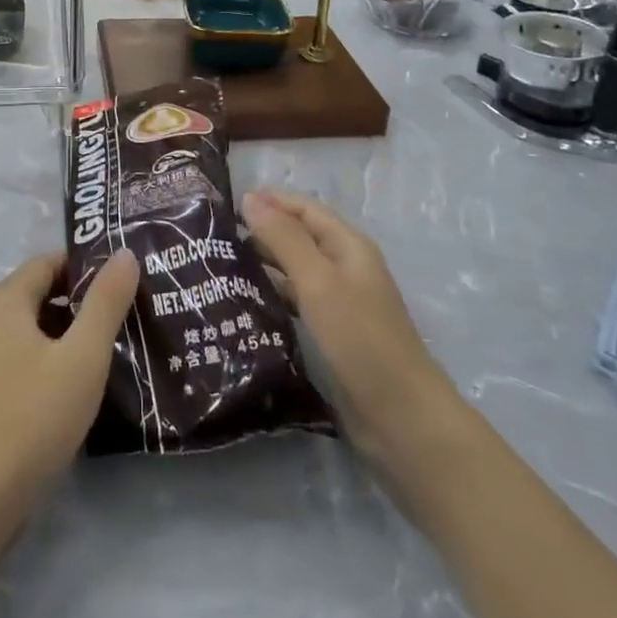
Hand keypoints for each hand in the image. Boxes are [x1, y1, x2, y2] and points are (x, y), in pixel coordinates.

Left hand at [0, 249, 138, 517]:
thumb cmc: (32, 418)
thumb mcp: (83, 358)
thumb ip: (106, 302)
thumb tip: (124, 253)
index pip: (46, 264)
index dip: (84, 270)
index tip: (119, 288)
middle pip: (31, 294)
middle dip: (73, 305)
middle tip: (116, 326)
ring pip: (18, 328)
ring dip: (54, 335)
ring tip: (94, 359)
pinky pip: (4, 356)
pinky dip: (33, 360)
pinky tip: (58, 391)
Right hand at [241, 189, 456, 456]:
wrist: (402, 419)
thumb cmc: (361, 339)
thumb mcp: (319, 282)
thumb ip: (284, 238)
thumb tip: (250, 198)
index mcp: (348, 246)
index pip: (304, 208)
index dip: (269, 200)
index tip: (224, 204)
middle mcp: (345, 268)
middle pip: (299, 236)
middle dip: (261, 230)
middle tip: (214, 237)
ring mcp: (340, 303)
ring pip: (295, 270)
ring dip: (263, 263)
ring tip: (220, 265)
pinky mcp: (332, 334)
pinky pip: (296, 302)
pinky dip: (272, 295)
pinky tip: (244, 302)